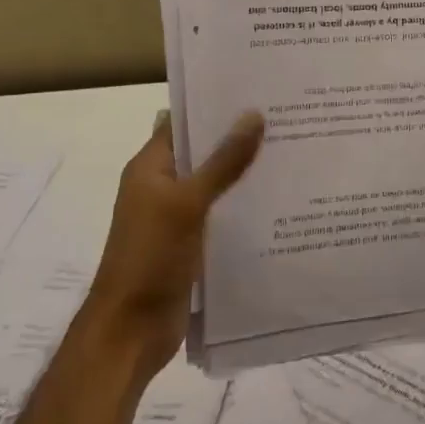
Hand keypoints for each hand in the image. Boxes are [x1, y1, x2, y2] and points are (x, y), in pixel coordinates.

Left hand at [89, 110, 264, 374]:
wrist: (130, 332)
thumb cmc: (150, 258)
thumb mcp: (187, 204)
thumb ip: (222, 162)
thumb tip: (253, 115)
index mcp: (150, 168)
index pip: (183, 123)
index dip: (215, 105)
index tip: (257, 92)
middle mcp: (162, 187)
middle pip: (203, 153)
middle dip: (239, 138)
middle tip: (288, 119)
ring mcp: (177, 218)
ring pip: (217, 185)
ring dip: (246, 173)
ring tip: (294, 153)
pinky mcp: (192, 245)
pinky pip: (222, 216)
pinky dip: (245, 206)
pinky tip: (281, 202)